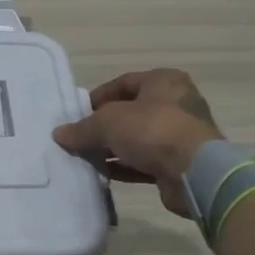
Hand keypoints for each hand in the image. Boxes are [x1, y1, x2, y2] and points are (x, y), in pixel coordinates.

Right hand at [52, 68, 225, 216]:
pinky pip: (146, 161)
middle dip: (105, 125)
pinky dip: (125, 166)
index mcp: (164, 82)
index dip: (99, 96)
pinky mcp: (179, 163)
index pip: (124, 82)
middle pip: (132, 111)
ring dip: (114, 148)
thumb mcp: (108, 123)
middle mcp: (176, 104)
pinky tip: (104, 173)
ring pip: (138, 138)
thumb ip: (82, 128)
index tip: (78, 112)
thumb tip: (59, 134)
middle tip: (81, 136)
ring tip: (87, 157)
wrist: (195, 173)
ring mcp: (180, 135)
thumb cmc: (152, 130)